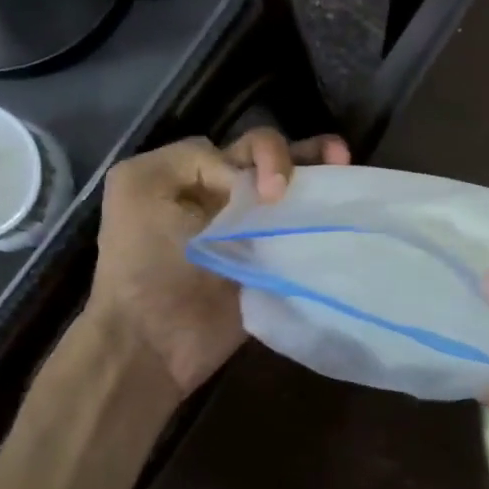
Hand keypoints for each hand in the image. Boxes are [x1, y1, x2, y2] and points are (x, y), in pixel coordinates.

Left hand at [89, 128, 350, 396]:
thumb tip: (259, 193)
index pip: (239, 149)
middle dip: (301, 155)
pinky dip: (318, 225)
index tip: (267, 192)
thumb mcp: (143, 185)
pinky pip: (296, 238)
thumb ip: (200, 162)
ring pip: (288, 196)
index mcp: (184, 175)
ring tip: (345, 167)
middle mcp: (218, 199)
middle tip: (337, 156)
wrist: (154, 340)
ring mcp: (246, 235)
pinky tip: (339, 215)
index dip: (263, 157)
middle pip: (268, 164)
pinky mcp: (267, 268)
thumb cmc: (143, 262)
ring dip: (317, 179)